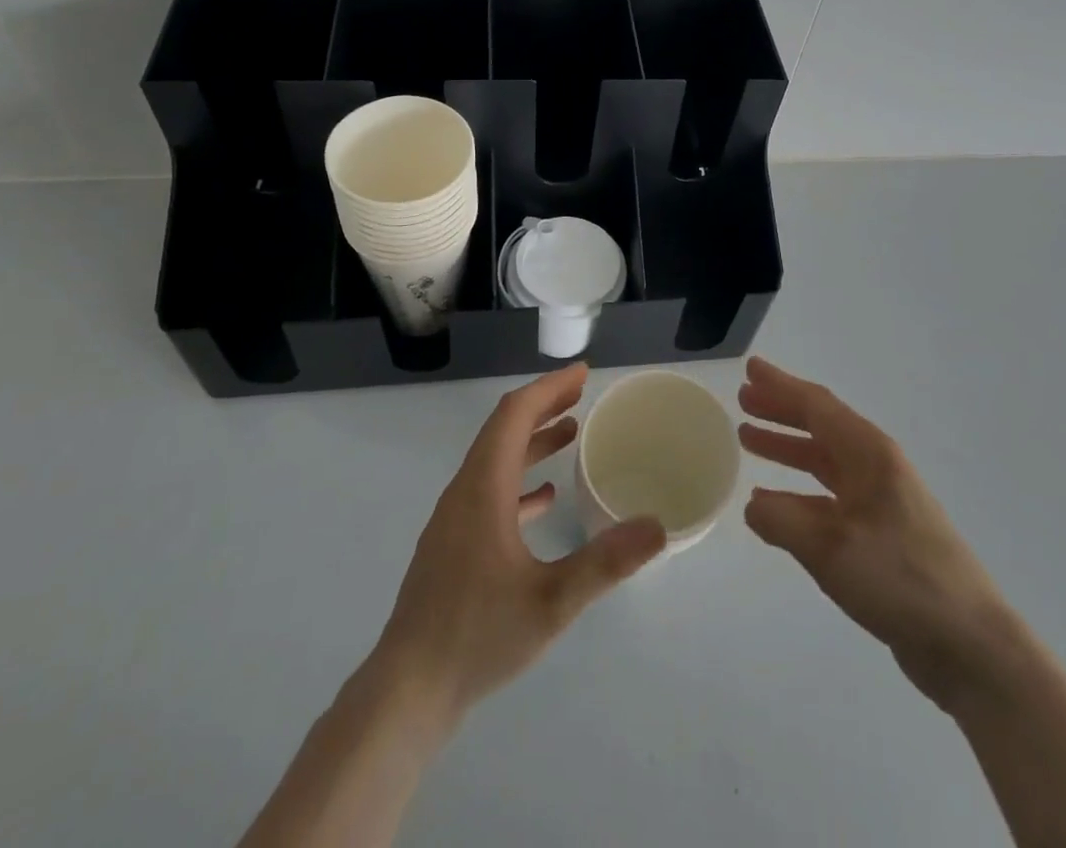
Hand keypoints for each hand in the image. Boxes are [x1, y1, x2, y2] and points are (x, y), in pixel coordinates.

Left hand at [372, 363, 666, 720]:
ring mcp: (454, 519)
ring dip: (532, 440)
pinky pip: (489, 491)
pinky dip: (519, 478)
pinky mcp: (452, 545)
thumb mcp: (551, 601)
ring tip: (571, 432)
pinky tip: (544, 498)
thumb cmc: (478, 636)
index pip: (514, 415)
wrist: (407, 692)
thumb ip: (606, 562)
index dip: (548, 388)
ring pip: (495, 460)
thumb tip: (657, 526)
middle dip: (543, 405)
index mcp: (483, 488)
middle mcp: (465, 492)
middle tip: (582, 394)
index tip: (582, 374)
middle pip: (503, 430)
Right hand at [738, 356, 1007, 713]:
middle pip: (821, 426)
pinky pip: (829, 496)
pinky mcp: (881, 534)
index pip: (816, 405)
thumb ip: (782, 520)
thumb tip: (753, 506)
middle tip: (743, 400)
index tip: (749, 369)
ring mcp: (881, 501)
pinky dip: (798, 491)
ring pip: (824, 460)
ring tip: (749, 439)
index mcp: (869, 454)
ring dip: (787, 448)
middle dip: (781, 411)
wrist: (969, 644)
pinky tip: (774, 503)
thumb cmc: (900, 579)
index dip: (780, 386)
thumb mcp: (830, 548)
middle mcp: (875, 467)